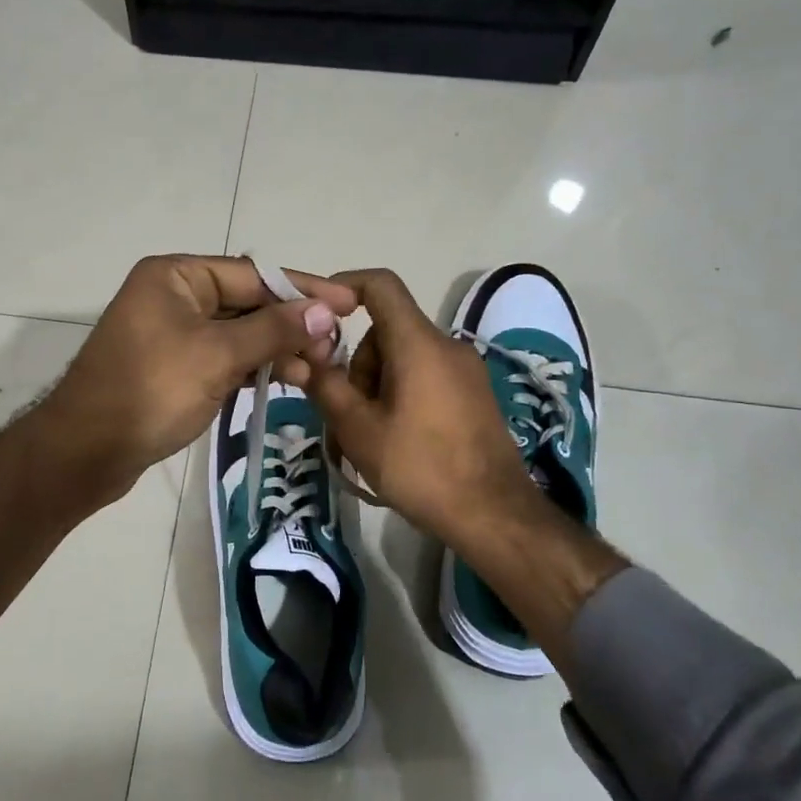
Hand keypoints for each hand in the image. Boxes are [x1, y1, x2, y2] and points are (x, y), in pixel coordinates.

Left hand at [42, 255, 355, 497]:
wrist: (86, 452)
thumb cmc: (150, 391)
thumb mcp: (217, 356)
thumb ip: (273, 330)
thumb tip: (323, 311)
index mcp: (176, 276)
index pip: (253, 274)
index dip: (303, 289)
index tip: (347, 304)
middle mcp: (173, 296)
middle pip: (247, 303)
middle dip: (291, 325)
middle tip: (334, 348)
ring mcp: (173, 334)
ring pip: (238, 334)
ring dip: (277, 350)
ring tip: (316, 372)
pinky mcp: (175, 368)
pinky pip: (224, 359)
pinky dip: (253, 369)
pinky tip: (287, 382)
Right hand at [296, 268, 542, 556]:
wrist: (494, 514)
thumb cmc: (420, 467)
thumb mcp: (359, 429)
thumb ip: (326, 386)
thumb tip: (306, 357)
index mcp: (418, 343)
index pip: (380, 285)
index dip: (344, 287)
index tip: (317, 315)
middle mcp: (446, 345)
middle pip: (386, 332)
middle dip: (358, 364)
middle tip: (346, 413)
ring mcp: (465, 370)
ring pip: (403, 358)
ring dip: (377, 386)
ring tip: (370, 437)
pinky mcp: (474, 394)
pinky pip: (424, 377)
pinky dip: (400, 396)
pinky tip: (396, 441)